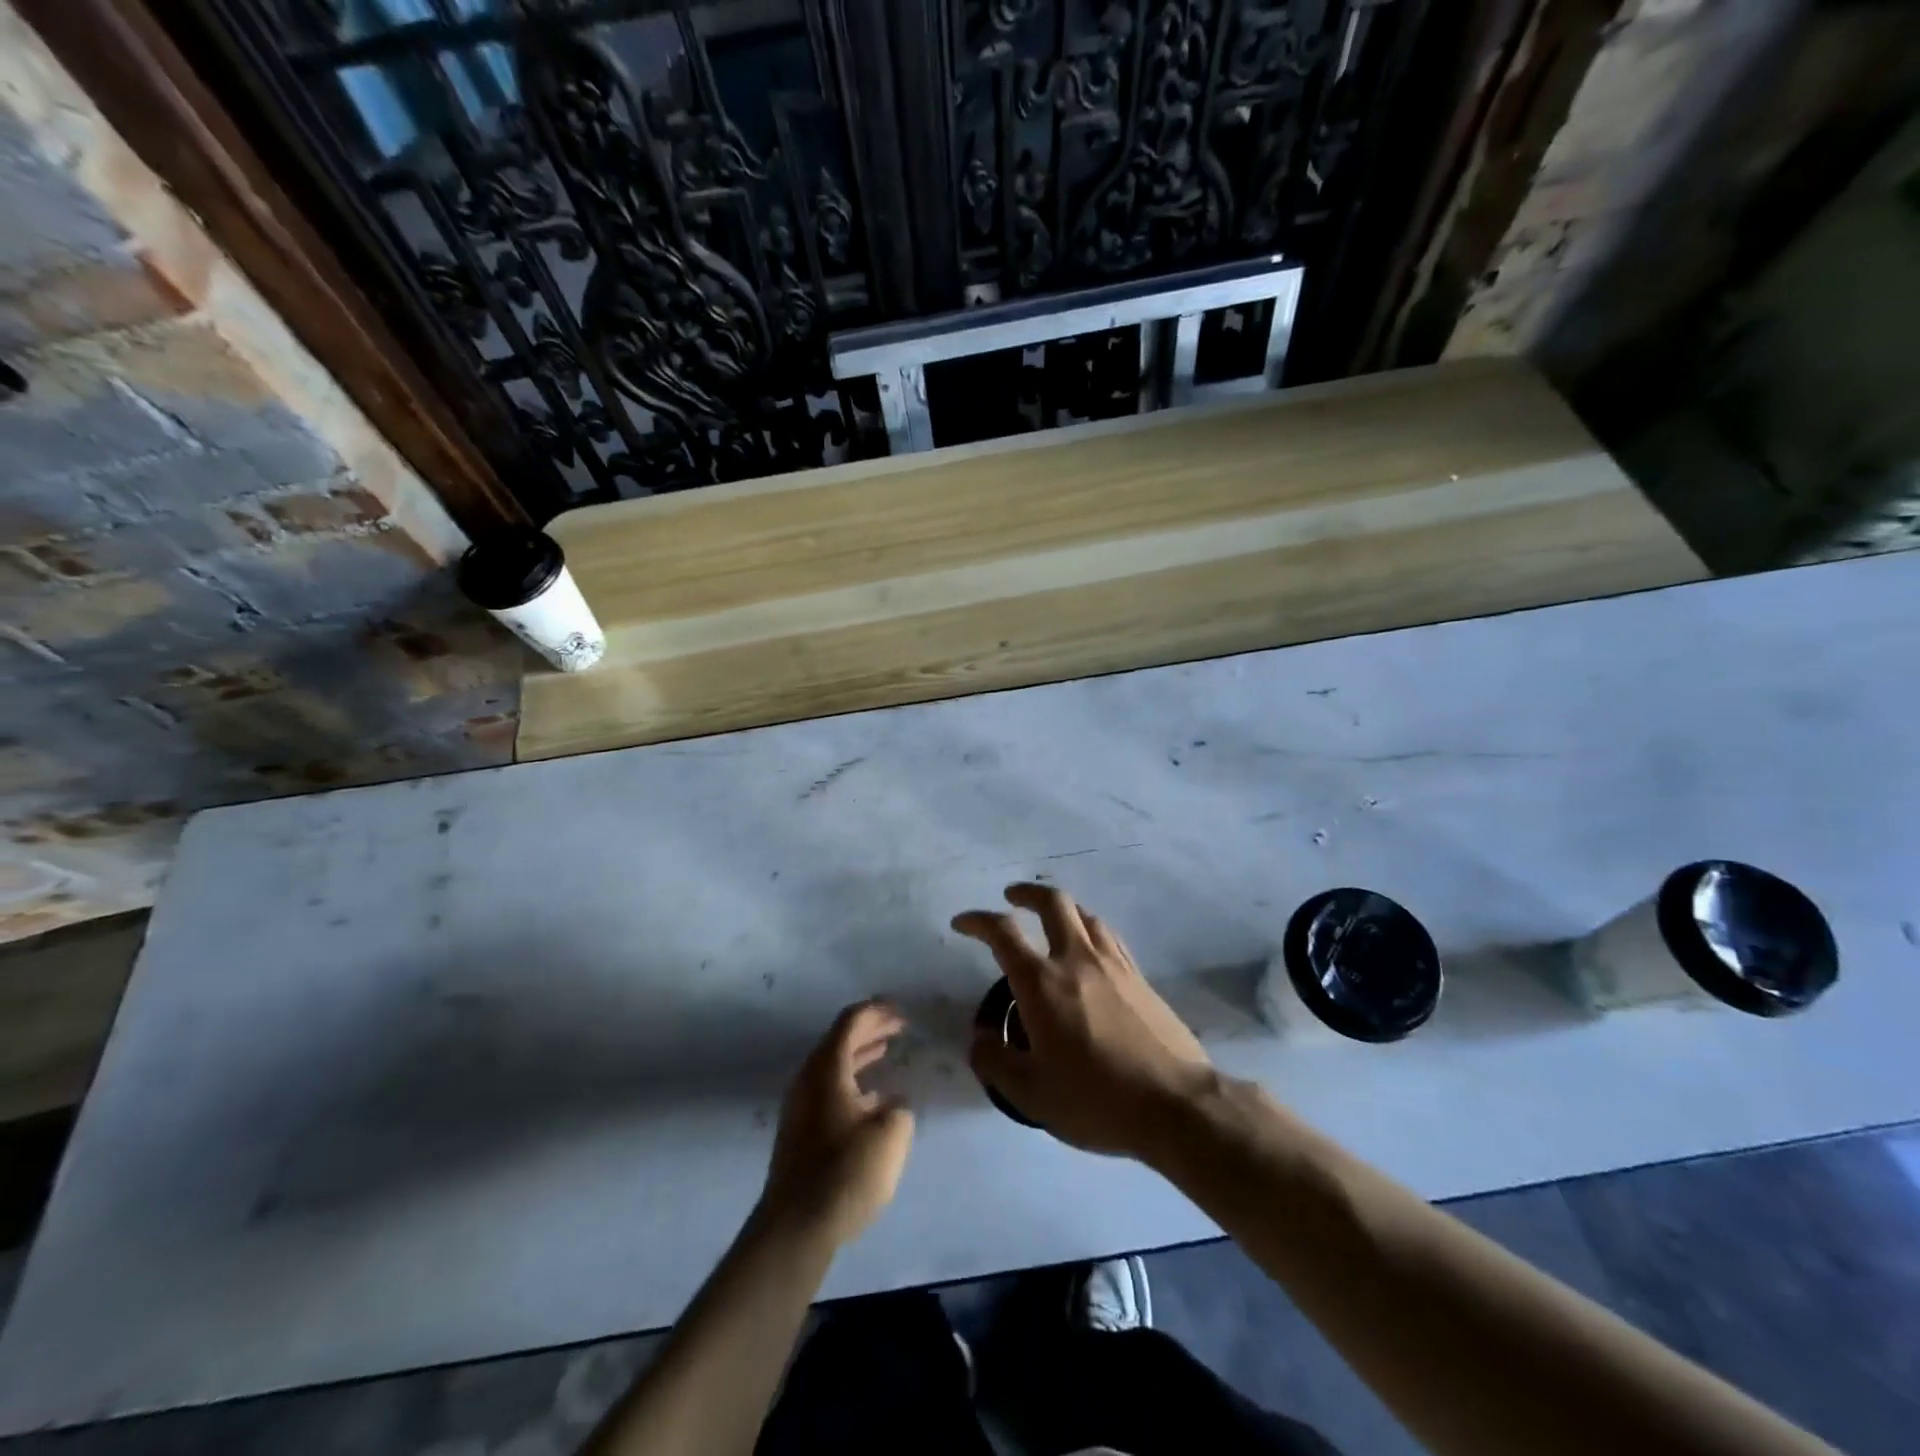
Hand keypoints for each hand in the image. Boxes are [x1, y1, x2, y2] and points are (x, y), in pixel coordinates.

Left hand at [761, 1000, 914, 1245]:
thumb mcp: (890, 1134)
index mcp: (827, 1068)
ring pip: (834, 1066)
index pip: (851, 1022)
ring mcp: (801, 1106)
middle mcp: (809, 1079)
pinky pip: (830, 1088)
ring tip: (887, 1050)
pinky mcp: (801, 1131)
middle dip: (870, 1029)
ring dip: (861, 1055)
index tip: (901, 1010)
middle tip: (899, 1026)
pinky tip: (873, 1097)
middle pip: (840, 1040)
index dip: (878, 1011)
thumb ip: (899, 1108)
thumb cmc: (845, 1171)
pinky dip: (853, 1080)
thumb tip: (892, 1103)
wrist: (796, 1227)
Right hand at [954, 884, 1213, 1157]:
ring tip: (1051, 923)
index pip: (1003, 932)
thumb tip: (979, 1038)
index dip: (977, 920)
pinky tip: (1089, 950)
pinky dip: (1089, 929)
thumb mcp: (1031, 1095)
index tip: (962, 922)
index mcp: (1043, 983)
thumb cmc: (1097, 1100)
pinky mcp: (1140, 978)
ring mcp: (1114, 964)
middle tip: (1011, 897)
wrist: (1177, 1105)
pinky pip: (1108, 937)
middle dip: (1026, 893)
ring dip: (1061, 910)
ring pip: (1085, 915)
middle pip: (1053, 902)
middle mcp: (1077, 960)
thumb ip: (996, 1063)